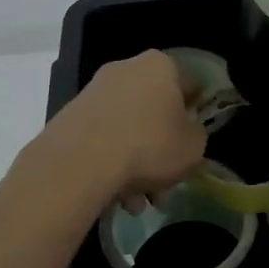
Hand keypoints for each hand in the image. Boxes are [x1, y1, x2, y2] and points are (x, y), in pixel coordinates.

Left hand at [41, 50, 206, 212]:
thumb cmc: (149, 145)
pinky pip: (103, 139)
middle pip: (155, 110)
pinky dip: (112, 163)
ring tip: (138, 202)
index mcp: (160, 65)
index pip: (190, 84)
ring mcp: (95, 91)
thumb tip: (186, 131)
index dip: (196, 113)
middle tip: (165, 184)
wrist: (80, 162)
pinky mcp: (72, 115)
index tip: (194, 139)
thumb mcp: (193, 147)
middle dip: (161, 149)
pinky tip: (116, 197)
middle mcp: (126, 68)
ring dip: (137, 164)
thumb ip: (196, 134)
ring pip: (128, 129)